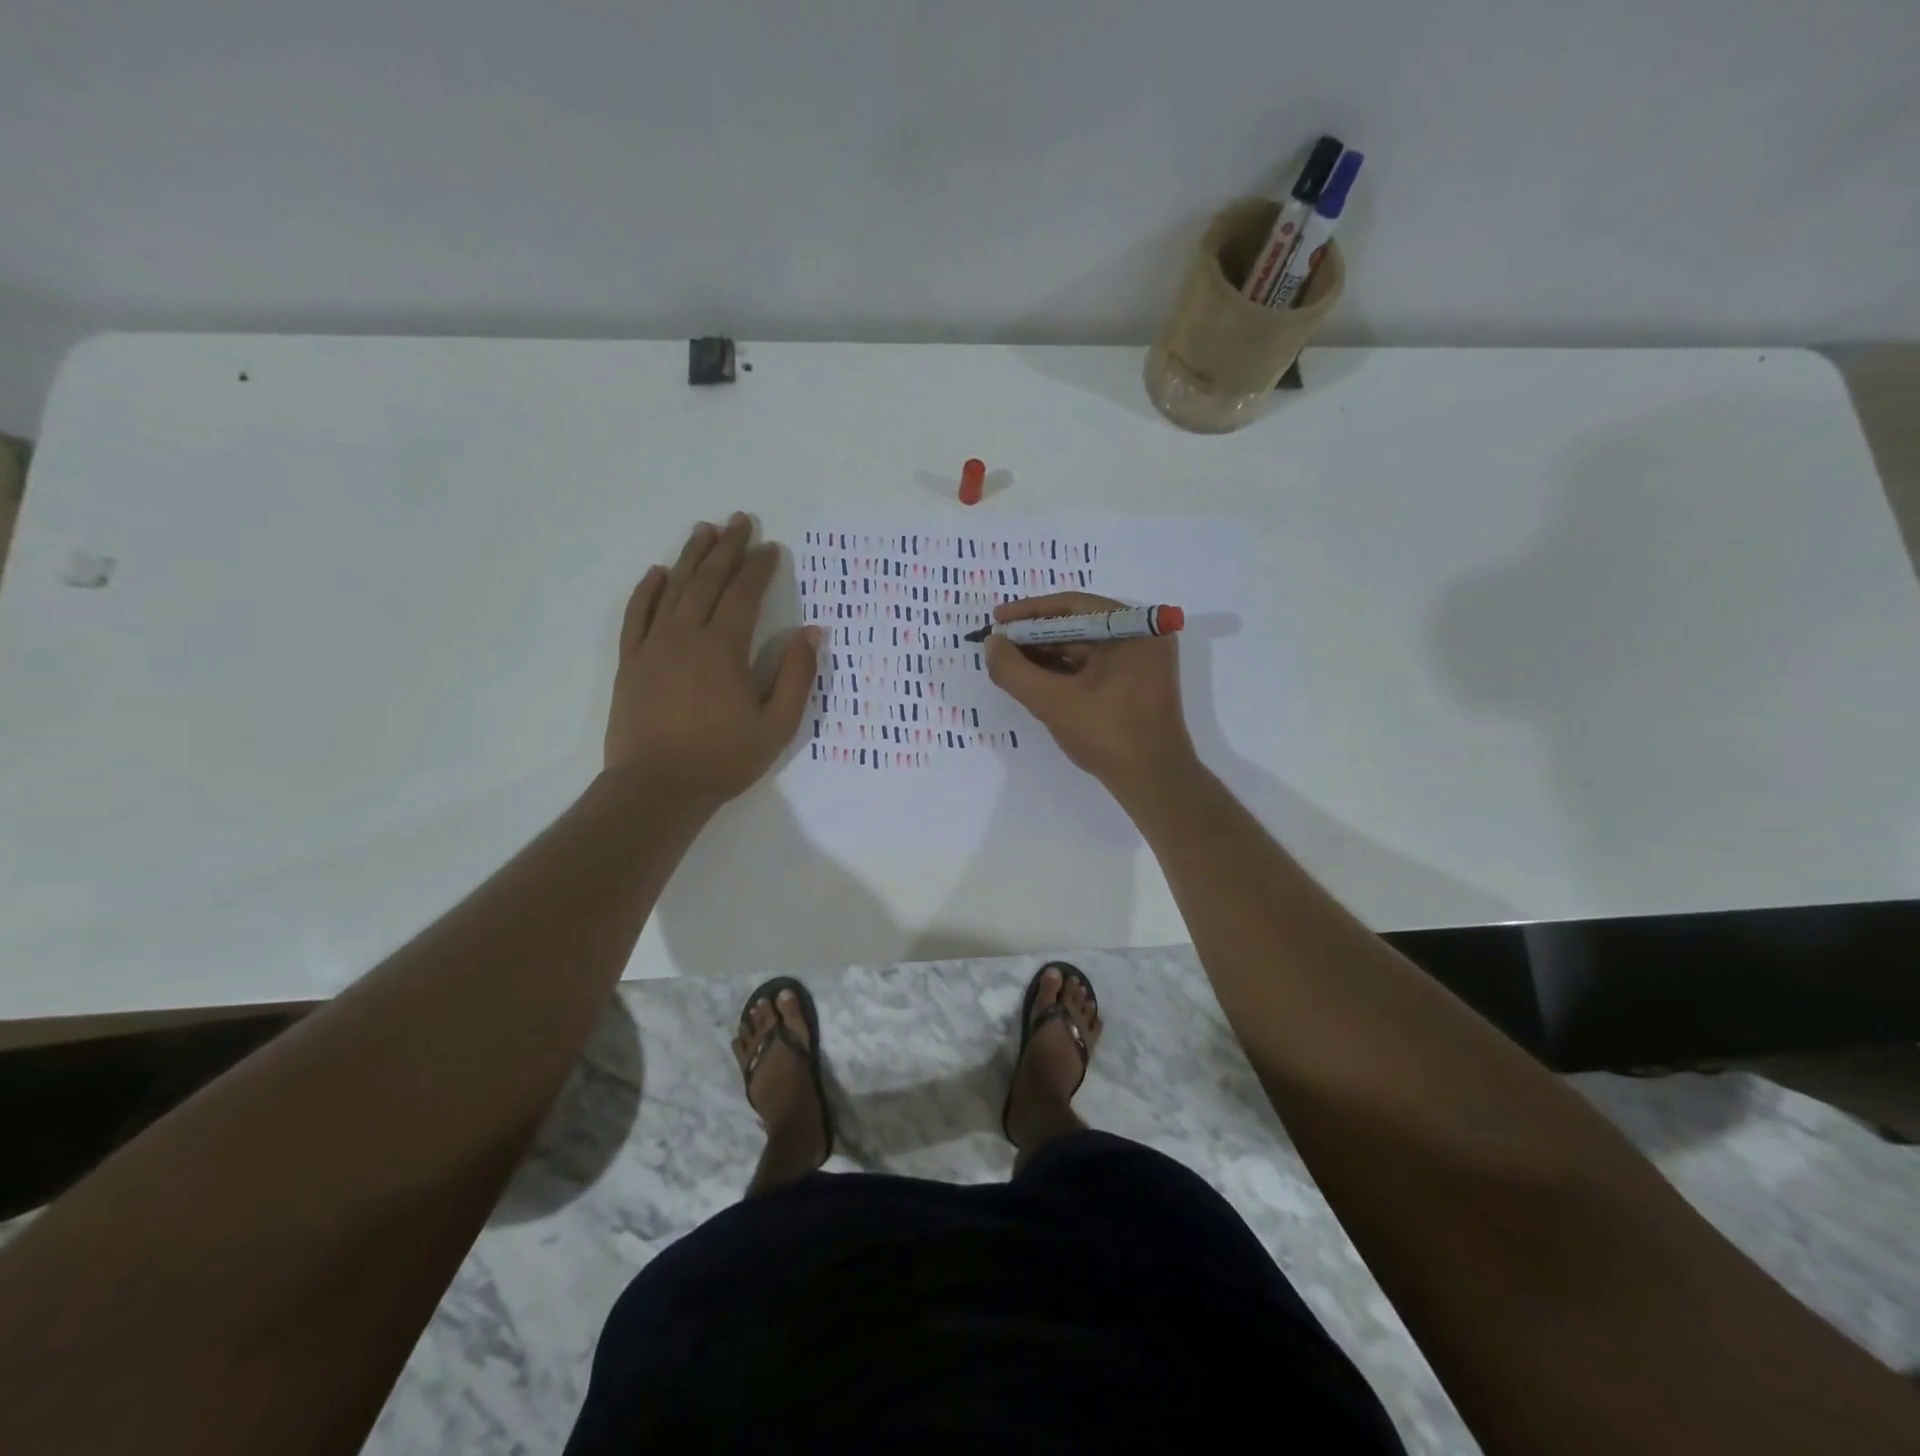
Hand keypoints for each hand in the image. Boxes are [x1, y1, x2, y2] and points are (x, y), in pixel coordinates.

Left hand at [605, 514, 817, 807]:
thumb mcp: (777, 725)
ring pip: (673, 589)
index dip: (758, 567)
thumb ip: (796, 675)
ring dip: (690, 557)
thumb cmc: (723, 758)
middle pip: (708, 580)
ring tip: (703, 530)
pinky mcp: (631, 662)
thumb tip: (811, 632)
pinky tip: (657, 573)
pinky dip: (647, 590)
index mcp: (724, 648)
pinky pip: (637, 615)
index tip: (770, 547)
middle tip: (738, 520)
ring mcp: (654, 646)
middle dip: (726, 548)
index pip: (744, 594)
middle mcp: (687, 635)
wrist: (657, 787)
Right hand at [984, 592, 1197, 802]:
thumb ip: (1015, 671)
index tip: (996, 619)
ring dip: (1045, 655)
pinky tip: (1033, 679)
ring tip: (1008, 663)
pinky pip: (1093, 666)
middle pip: (1077, 625)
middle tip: (998, 645)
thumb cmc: (1108, 735)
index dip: (1029, 612)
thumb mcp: (1053, 702)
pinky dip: (1063, 671)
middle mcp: (1142, 636)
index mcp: (1134, 628)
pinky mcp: (1135, 684)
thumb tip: (991, 644)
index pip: (1072, 606)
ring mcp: (1141, 661)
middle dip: (1035, 636)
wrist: (1154, 782)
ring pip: (1083, 648)